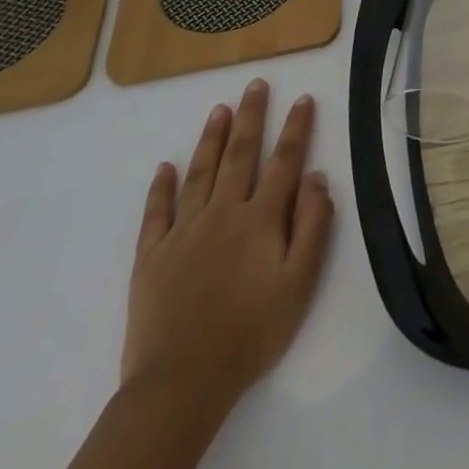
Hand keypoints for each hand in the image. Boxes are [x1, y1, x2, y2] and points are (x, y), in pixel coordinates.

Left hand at [122, 80, 334, 413]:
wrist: (180, 384)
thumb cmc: (251, 333)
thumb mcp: (300, 283)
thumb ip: (313, 226)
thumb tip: (317, 178)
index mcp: (261, 219)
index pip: (285, 161)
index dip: (296, 128)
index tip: (303, 99)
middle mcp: (223, 213)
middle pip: (240, 155)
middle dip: (251, 116)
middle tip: (255, 84)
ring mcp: (183, 232)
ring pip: (200, 173)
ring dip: (212, 138)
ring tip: (219, 109)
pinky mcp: (151, 257)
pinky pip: (156, 212)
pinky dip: (161, 187)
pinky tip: (165, 167)